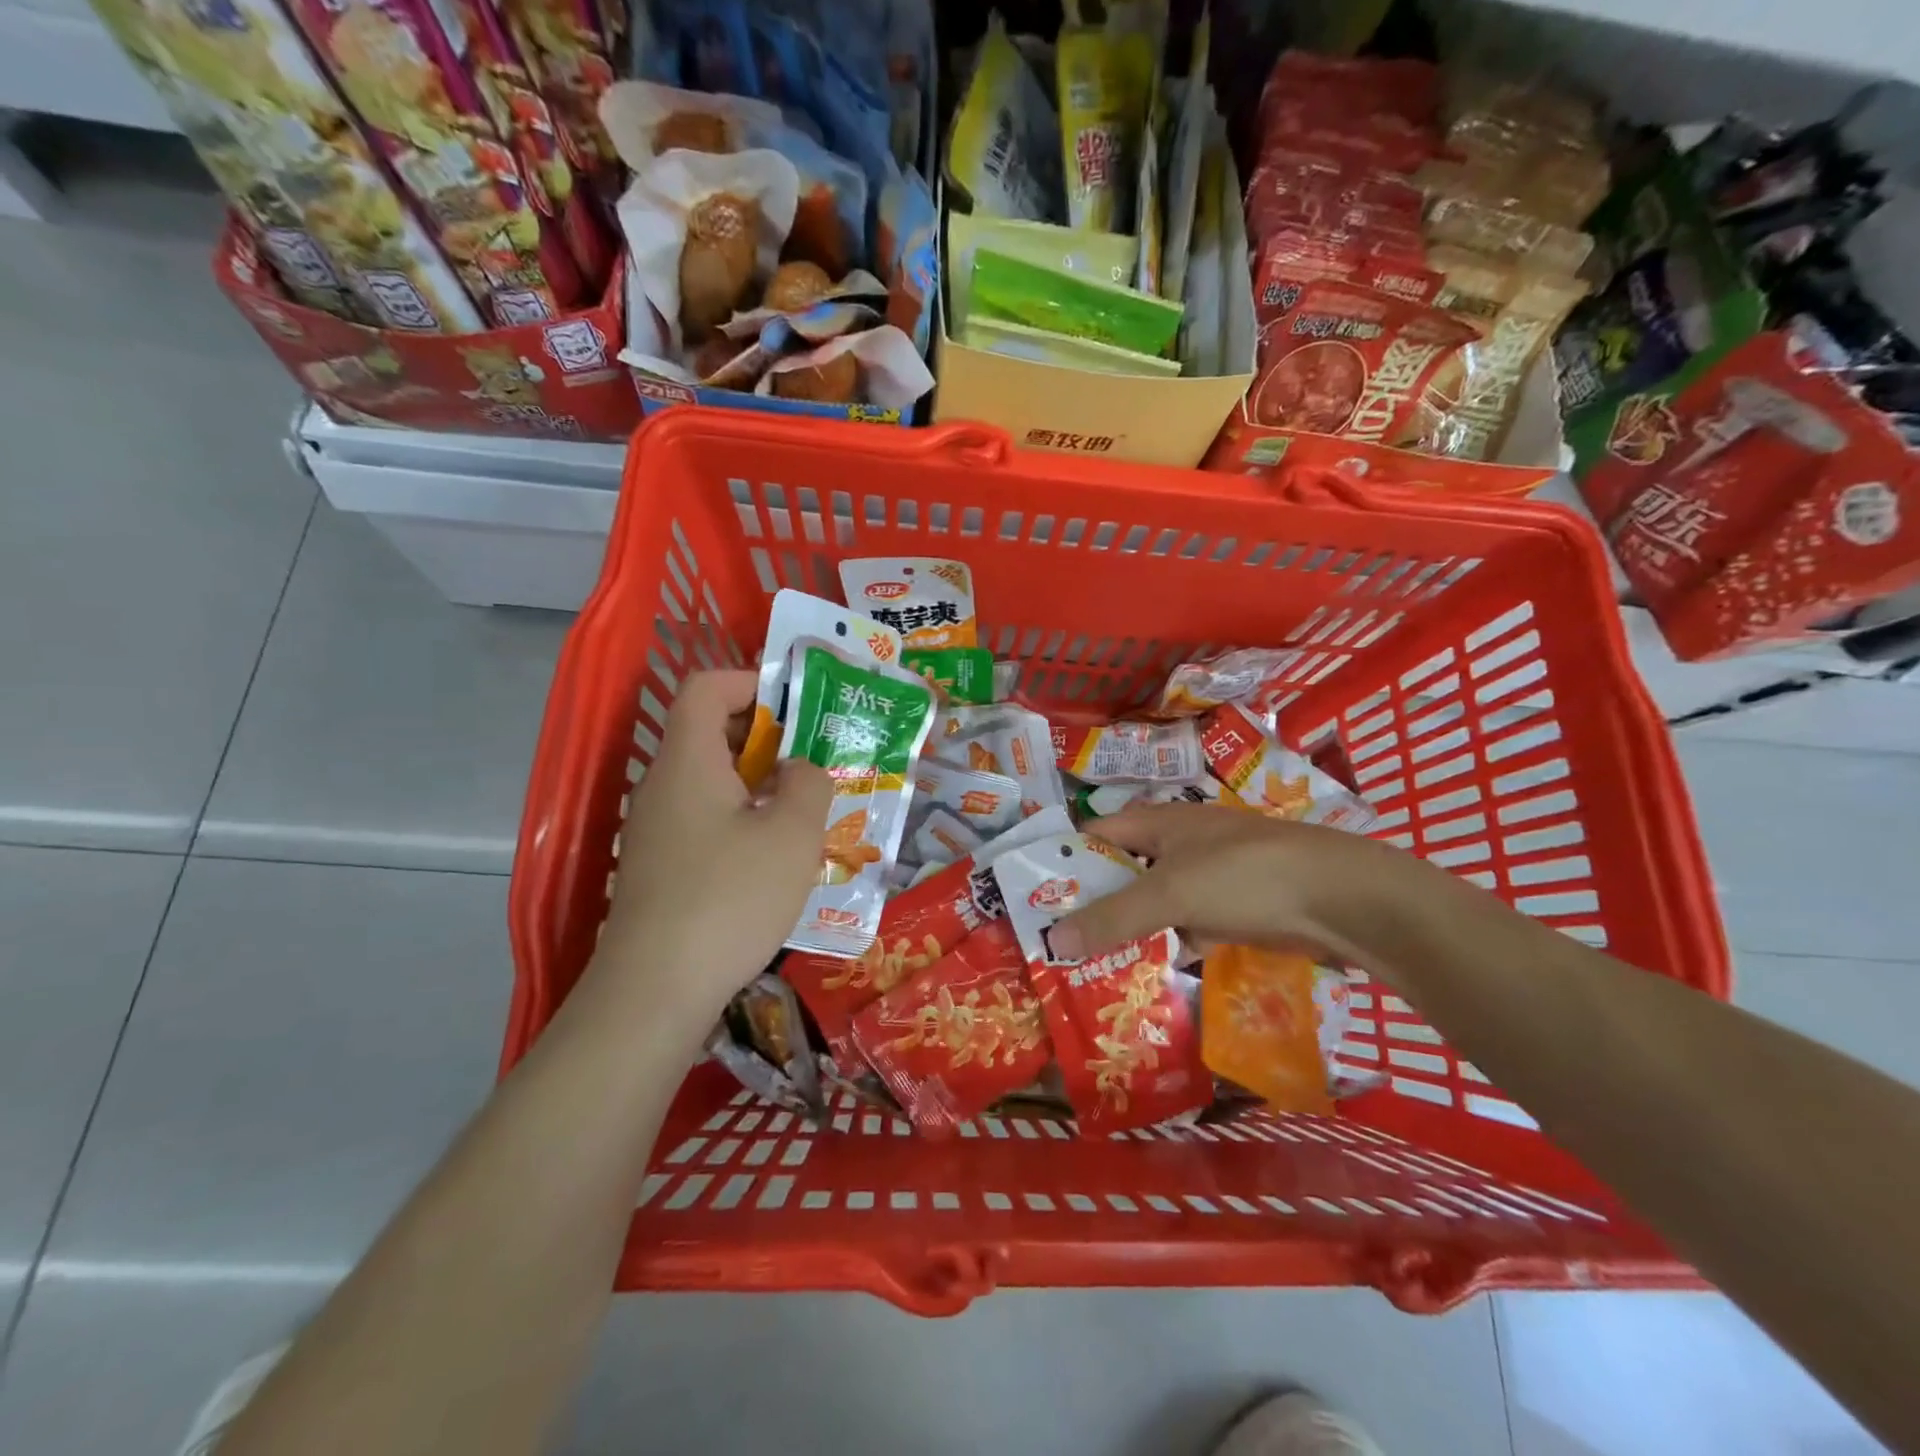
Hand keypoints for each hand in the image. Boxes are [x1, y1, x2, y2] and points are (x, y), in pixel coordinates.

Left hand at [588, 670, 831, 1022]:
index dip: (754, 682)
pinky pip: (706, 818)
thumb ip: (809, 784)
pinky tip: (775, 856)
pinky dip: (743, 818)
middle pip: (711, 731)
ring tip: (807, 808)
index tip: (800, 707)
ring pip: (712, 780)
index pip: (708, 687)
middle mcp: (664, 785)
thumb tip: (801, 769)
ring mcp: (657, 828)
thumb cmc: (730, 898)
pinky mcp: (661, 866)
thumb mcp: (792, 835)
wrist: (654, 991)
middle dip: (768, 736)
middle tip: (817, 759)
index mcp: (689, 760)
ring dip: (760, 782)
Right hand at [1047, 803, 1427, 964]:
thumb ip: (1113, 916)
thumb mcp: (1171, 893)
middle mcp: (1181, 845)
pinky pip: (1187, 927)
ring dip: (1130, 929)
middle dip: (1094, 902)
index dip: (1068, 859)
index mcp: (1162, 822)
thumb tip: (1053, 939)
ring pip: (1156, 903)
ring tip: (1089, 965)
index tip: (1037, 895)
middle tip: (1057, 940)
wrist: (1342, 900)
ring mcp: (1211, 878)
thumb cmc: (1245, 876)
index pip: (1099, 833)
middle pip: (1125, 871)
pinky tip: (1146, 973)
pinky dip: (1168, 945)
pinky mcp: (1235, 910)